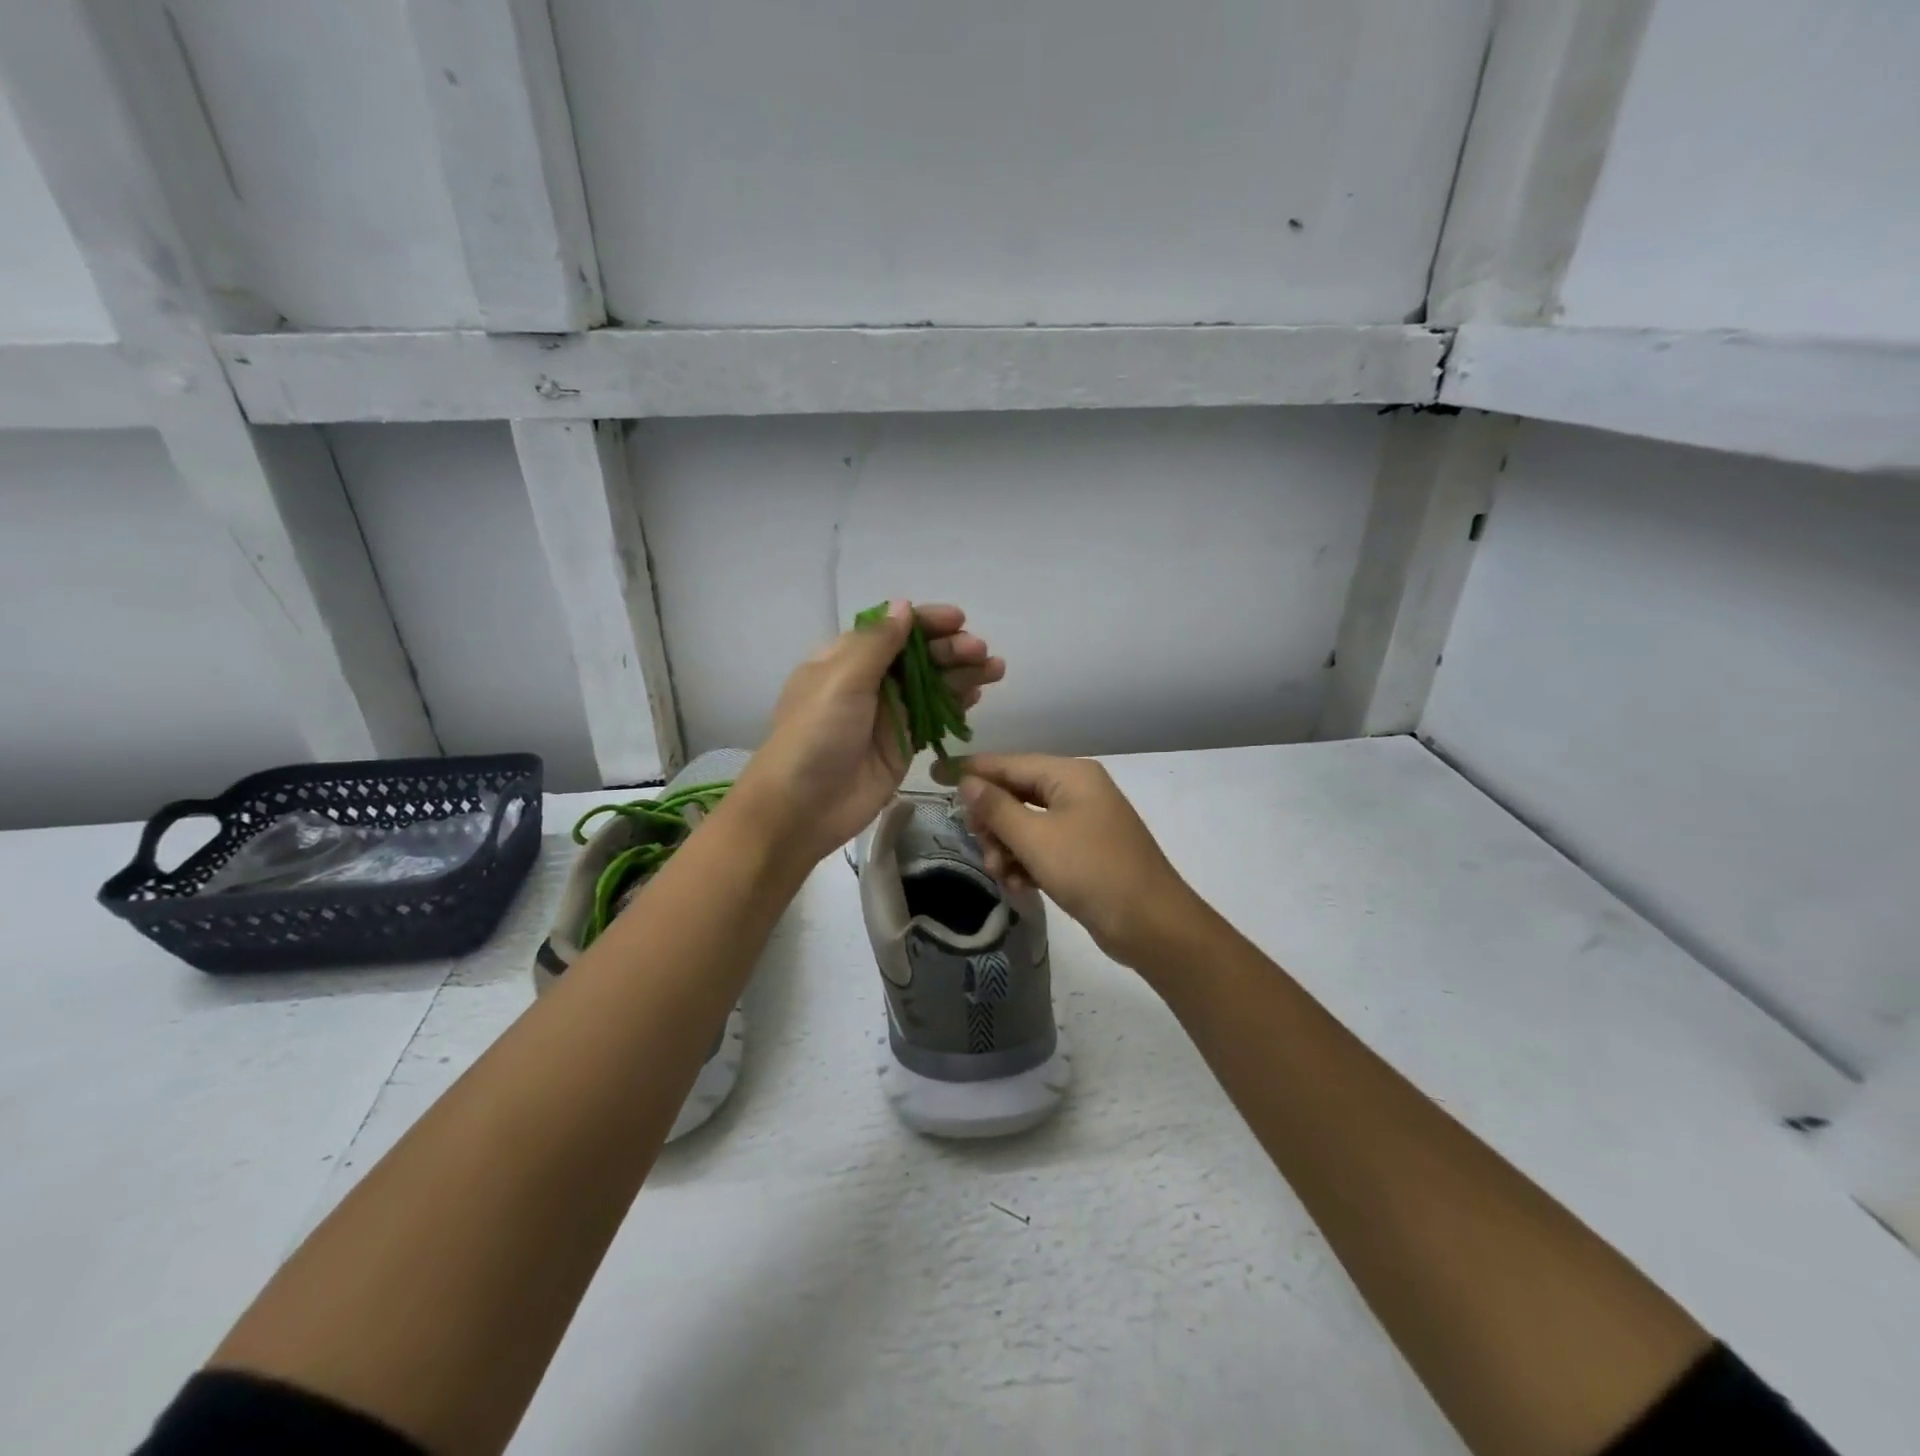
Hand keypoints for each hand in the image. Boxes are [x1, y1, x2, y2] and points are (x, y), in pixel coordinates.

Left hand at [734, 601, 1004, 864]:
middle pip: (917, 656)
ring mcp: (888, 714)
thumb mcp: (841, 680)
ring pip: (931, 685)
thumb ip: (877, 644)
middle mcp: (868, 681)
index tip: (958, 620)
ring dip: (962, 674)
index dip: (926, 622)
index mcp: (845, 658)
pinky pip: (933, 717)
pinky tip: (977, 696)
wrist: (802, 808)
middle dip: (951, 649)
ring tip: (994, 669)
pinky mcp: (903, 744)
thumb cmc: (815, 736)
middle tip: (981, 653)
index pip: (892, 629)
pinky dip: (955, 704)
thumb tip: (903, 606)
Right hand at [944, 754, 1204, 968]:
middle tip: (982, 847)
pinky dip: (1028, 863)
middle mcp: (1077, 791)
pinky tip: (1022, 887)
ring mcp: (1083, 822)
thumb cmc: (1092, 871)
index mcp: (1070, 775)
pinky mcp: (1085, 852)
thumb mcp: (1036, 839)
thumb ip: (997, 808)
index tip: (934, 774)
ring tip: (1004, 876)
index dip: (971, 770)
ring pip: (1026, 825)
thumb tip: (967, 782)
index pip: (1009, 763)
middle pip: (1016, 795)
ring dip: (1008, 849)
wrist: (1151, 924)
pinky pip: (1043, 847)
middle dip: (994, 824)